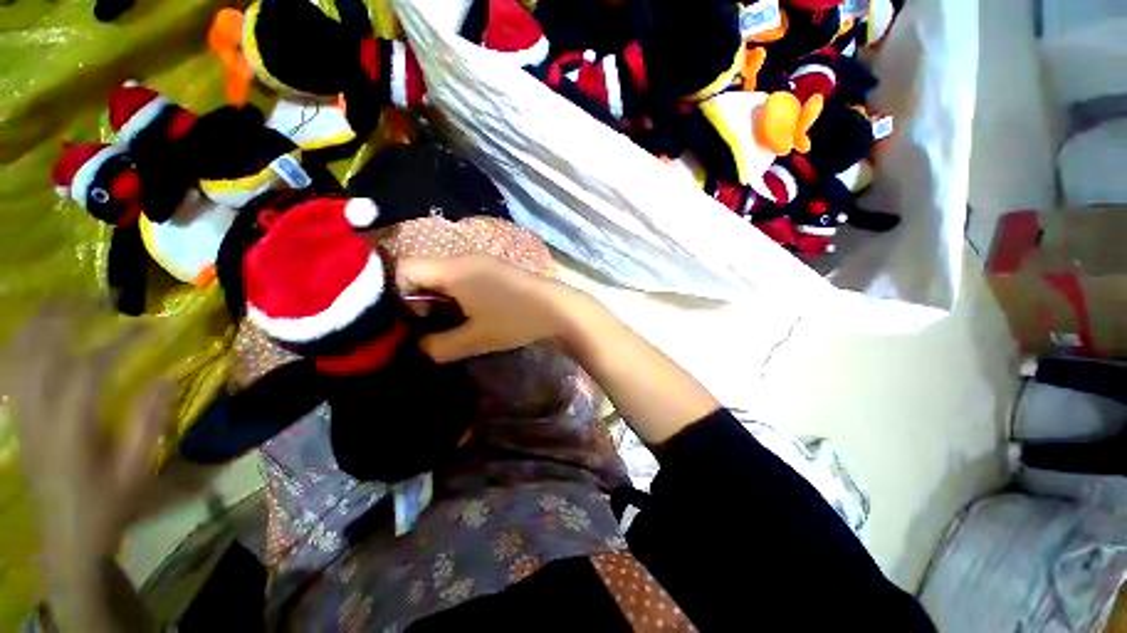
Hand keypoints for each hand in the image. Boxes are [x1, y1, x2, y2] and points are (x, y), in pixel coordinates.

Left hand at [3, 309, 171, 578]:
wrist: (67, 536)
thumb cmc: (108, 504)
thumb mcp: (137, 470)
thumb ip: (150, 423)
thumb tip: (167, 378)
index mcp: (71, 427)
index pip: (91, 367)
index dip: (120, 341)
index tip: (150, 326)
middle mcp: (39, 413)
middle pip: (44, 350)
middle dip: (72, 317)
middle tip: (104, 297)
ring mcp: (23, 413)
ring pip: (21, 354)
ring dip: (43, 322)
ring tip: (69, 301)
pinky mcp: (19, 417)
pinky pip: (12, 369)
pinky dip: (23, 342)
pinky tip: (38, 331)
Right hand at [397, 255, 580, 362]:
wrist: (557, 308)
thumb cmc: (514, 320)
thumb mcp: (475, 339)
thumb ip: (440, 346)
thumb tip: (422, 346)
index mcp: (453, 269)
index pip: (403, 268)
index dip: (394, 293)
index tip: (410, 319)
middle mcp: (464, 258)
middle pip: (424, 271)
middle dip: (418, 298)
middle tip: (427, 324)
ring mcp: (482, 261)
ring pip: (444, 274)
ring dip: (440, 297)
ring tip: (450, 321)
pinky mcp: (495, 268)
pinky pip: (463, 276)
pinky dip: (457, 293)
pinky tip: (471, 312)